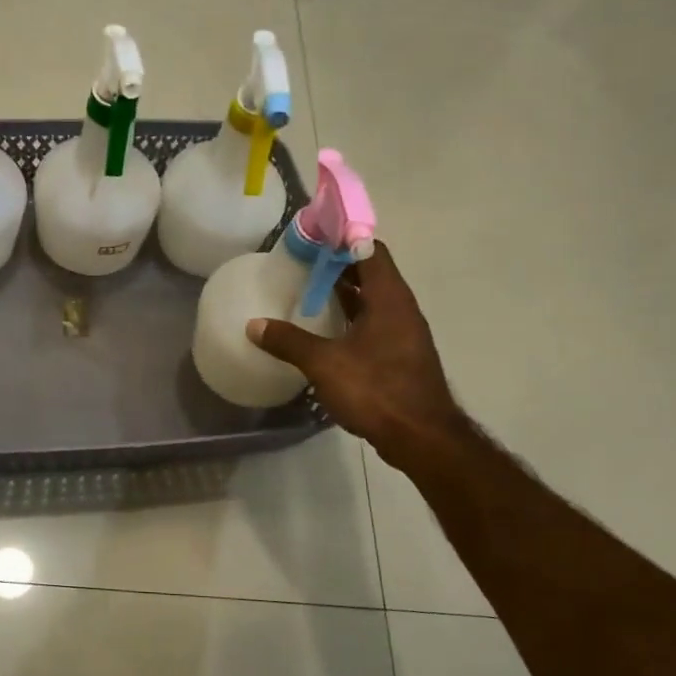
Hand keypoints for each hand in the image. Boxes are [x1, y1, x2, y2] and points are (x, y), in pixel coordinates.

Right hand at [248, 241, 467, 474]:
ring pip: (373, 300)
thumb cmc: (376, 390)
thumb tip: (253, 326)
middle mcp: (401, 309)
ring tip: (308, 291)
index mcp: (389, 299)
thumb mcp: (324, 364)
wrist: (422, 438)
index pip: (370, 250)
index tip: (312, 238)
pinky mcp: (400, 356)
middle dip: (338, 265)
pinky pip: (374, 323)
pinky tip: (326, 330)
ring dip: (345, 293)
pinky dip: (351, 318)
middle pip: (371, 273)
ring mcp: (404, 334)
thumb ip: (289, 341)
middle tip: (302, 263)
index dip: (342, 239)